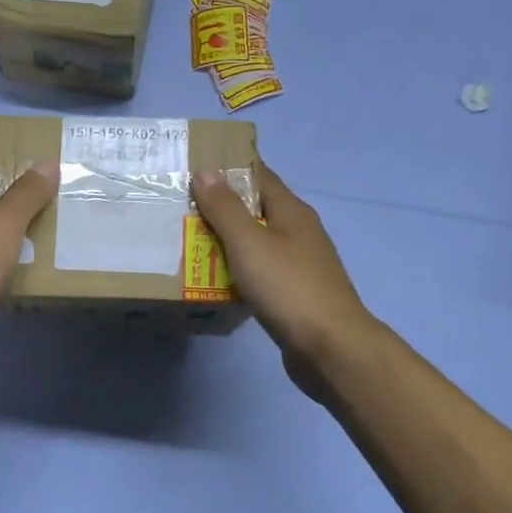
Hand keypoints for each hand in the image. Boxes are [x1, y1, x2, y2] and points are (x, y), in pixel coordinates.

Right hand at [194, 162, 377, 395]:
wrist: (331, 348)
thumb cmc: (289, 287)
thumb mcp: (249, 243)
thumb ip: (225, 208)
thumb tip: (206, 171)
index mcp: (292, 212)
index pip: (259, 175)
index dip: (229, 167)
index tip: (194, 164)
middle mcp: (298, 232)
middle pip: (255, 209)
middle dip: (221, 206)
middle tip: (180, 206)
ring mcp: (299, 265)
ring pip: (256, 243)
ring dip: (226, 240)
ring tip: (187, 241)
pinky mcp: (294, 294)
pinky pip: (259, 272)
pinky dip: (237, 270)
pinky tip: (214, 279)